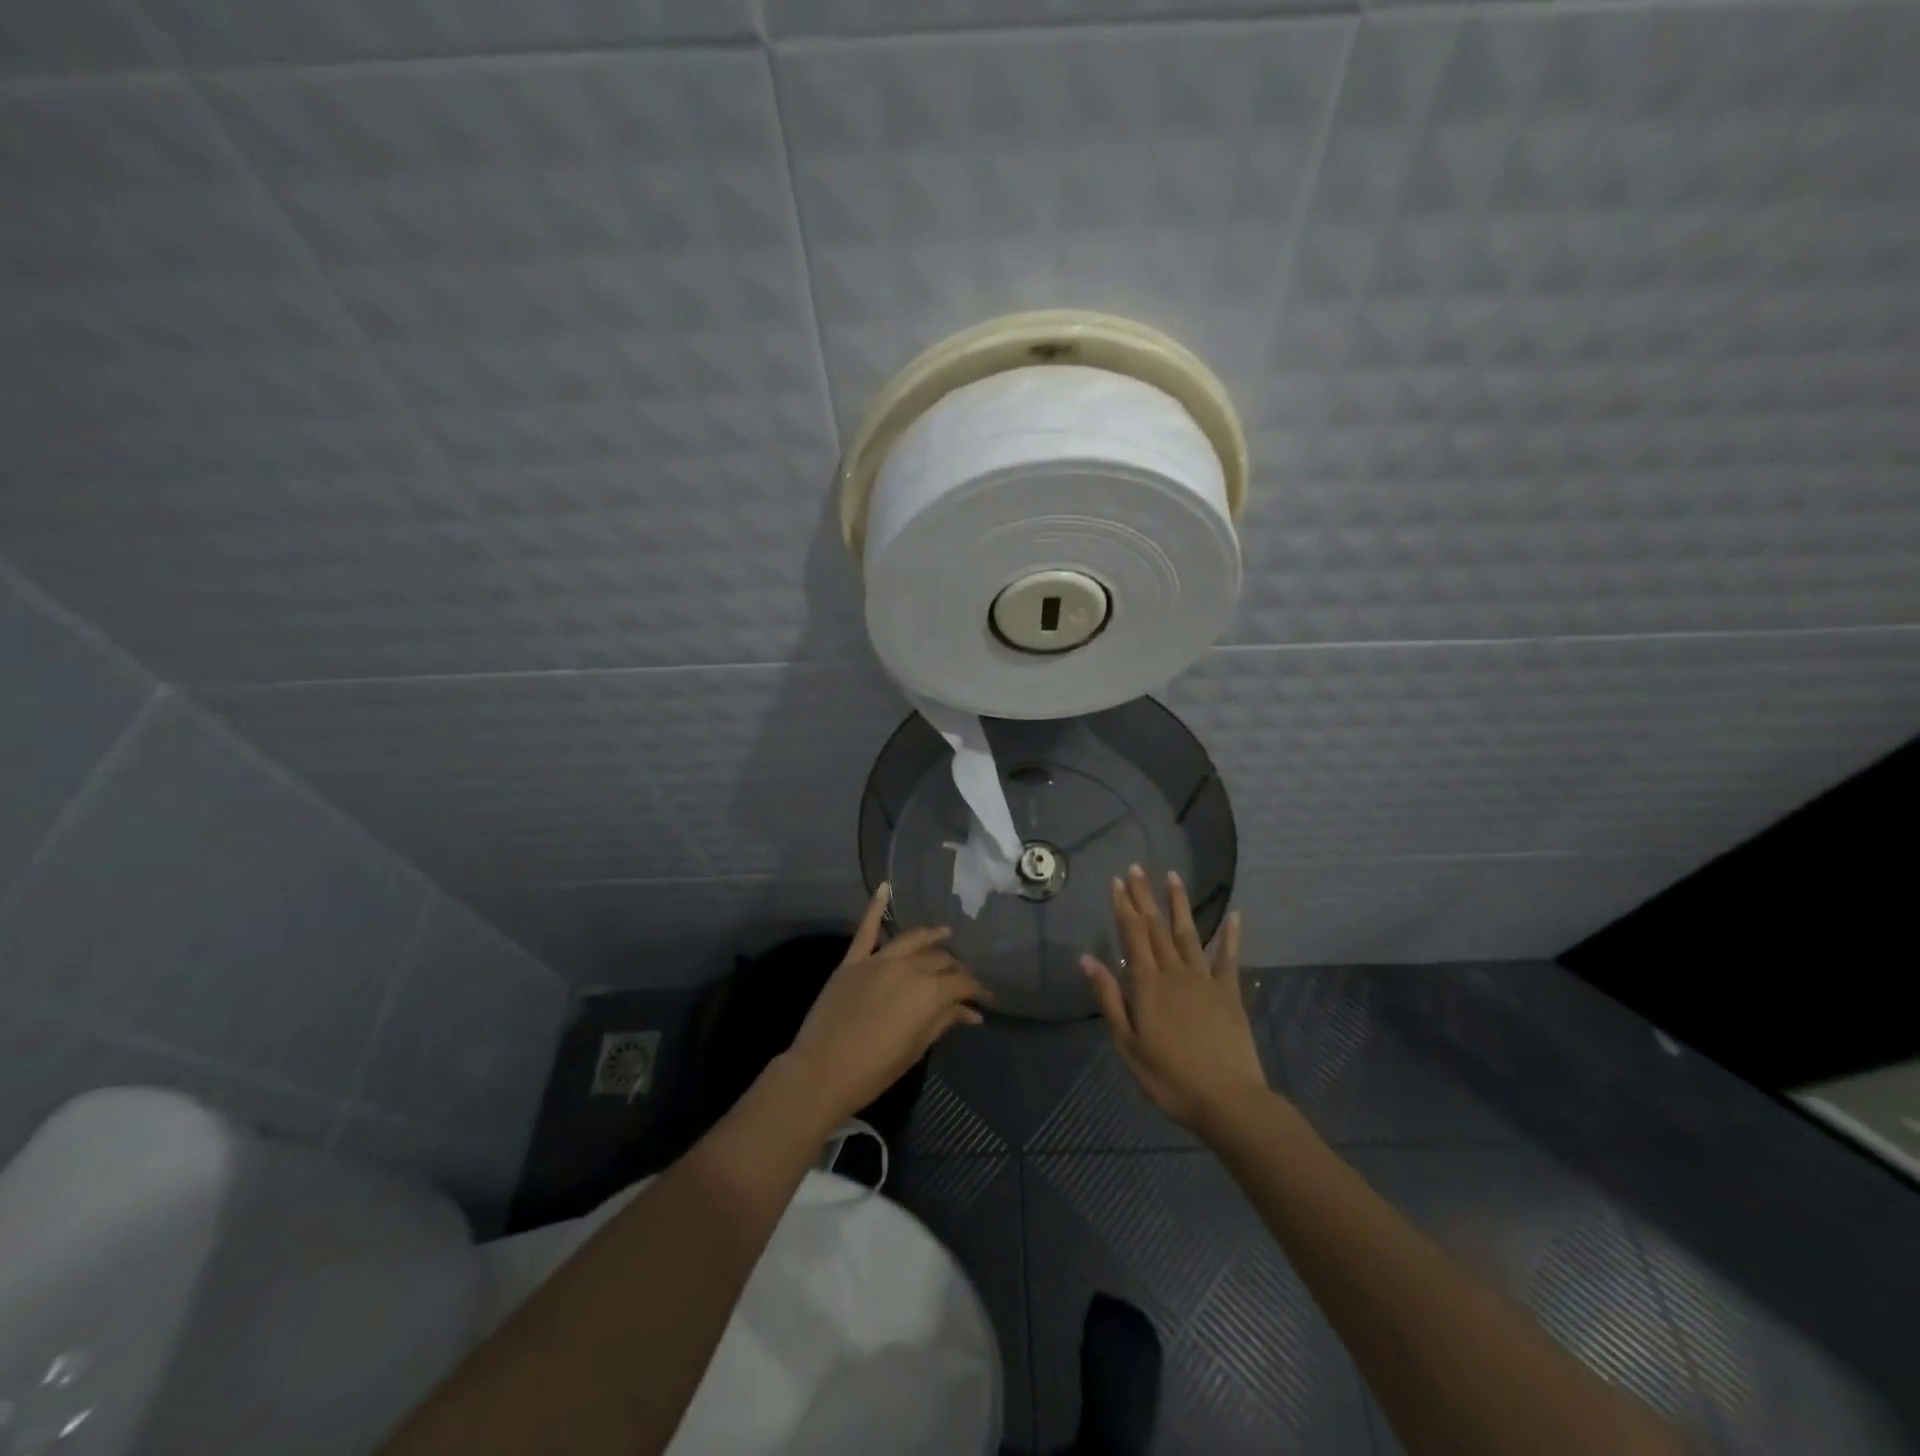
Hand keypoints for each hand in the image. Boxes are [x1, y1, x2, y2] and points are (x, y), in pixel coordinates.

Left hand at [783, 883, 988, 1127]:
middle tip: (964, 980)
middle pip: (939, 959)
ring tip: (946, 933)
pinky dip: (875, 907)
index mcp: (929, 991)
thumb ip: (944, 1021)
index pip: (961, 982)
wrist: (822, 1071)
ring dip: (931, 936)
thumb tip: (970, 1012)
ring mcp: (878, 960)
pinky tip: (884, 888)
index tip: (984, 998)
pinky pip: (866, 930)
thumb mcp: (916, 1047)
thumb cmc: (875, 1069)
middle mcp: (908, 967)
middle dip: (956, 968)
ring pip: (912, 940)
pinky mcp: (853, 961)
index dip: (976, 989)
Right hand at [1081, 866, 1266, 1137]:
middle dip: (1145, 896)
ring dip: (1178, 904)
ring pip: (1188, 934)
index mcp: (1147, 984)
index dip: (1123, 906)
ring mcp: (1205, 980)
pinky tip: (1234, 915)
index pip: (1132, 935)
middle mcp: (1175, 972)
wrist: (1228, 1100)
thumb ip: (1109, 998)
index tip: (1116, 880)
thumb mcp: (1127, 1043)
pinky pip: (1229, 958)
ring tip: (1173, 876)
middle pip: (1156, 927)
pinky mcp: (1229, 994)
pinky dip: (1231, 935)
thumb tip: (1087, 958)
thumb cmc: (1168, 1077)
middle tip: (1136, 868)